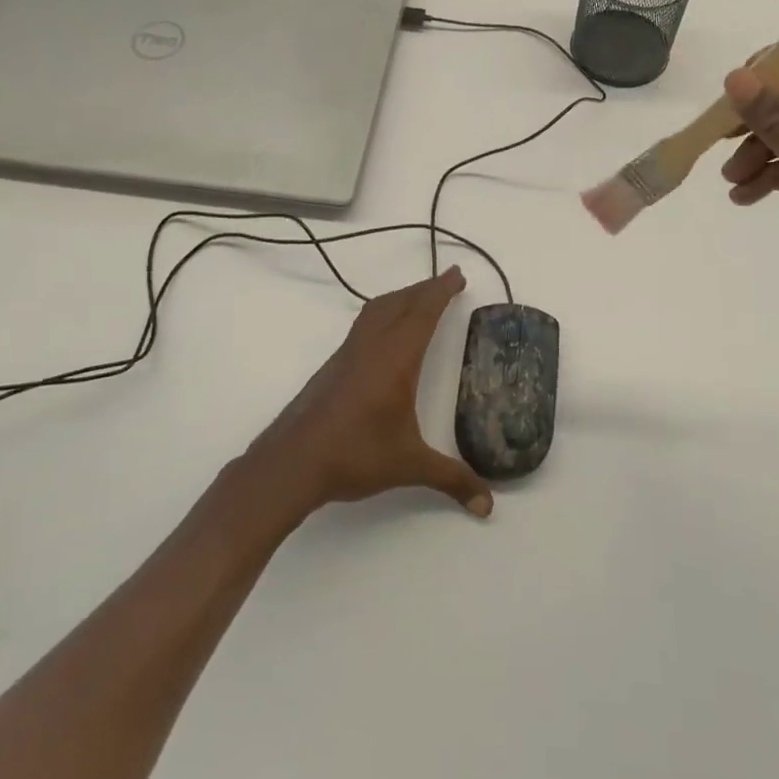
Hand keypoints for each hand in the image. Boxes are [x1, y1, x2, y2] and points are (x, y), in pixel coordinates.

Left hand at [248, 268, 492, 520]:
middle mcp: (371, 347)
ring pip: (376, 311)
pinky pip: (363, 326)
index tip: (457, 274)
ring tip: (419, 299)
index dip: (441, 291)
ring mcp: (347, 355)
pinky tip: (385, 335)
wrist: (291, 464)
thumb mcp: (409, 466)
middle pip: (399, 303)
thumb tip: (487, 504)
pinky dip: (382, 315)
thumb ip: (451, 479)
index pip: (423, 313)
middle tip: (447, 281)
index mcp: (394, 359)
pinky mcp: (332, 368)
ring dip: (401, 298)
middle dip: (424, 288)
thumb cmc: (354, 456)